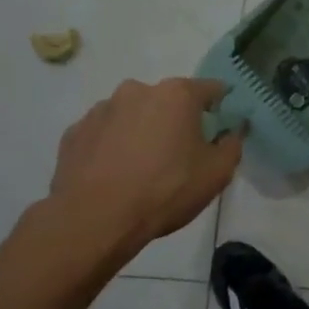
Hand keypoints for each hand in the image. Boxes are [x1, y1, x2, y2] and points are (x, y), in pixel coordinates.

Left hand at [49, 77, 242, 249]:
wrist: (95, 219)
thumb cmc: (166, 190)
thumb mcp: (217, 173)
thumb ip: (233, 144)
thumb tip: (233, 131)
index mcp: (177, 95)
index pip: (211, 89)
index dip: (220, 107)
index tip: (220, 129)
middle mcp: (137, 91)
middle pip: (168, 100)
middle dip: (177, 120)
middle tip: (181, 154)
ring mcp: (101, 109)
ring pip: (134, 114)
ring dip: (142, 131)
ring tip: (142, 168)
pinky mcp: (75, 132)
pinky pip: (105, 133)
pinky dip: (113, 146)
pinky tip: (116, 174)